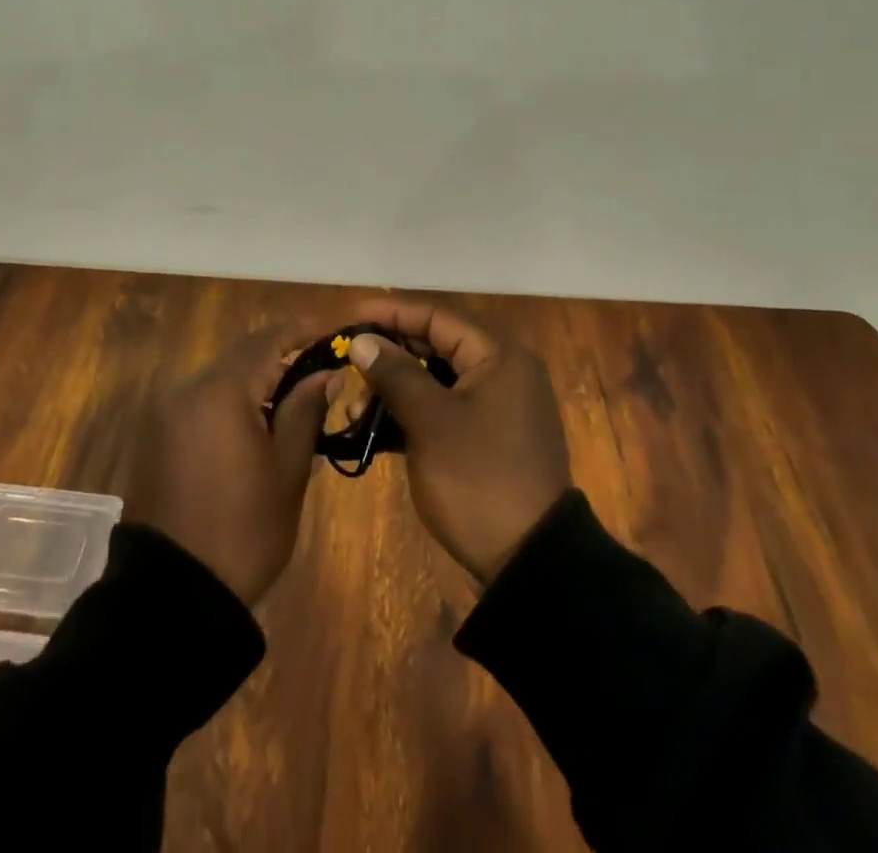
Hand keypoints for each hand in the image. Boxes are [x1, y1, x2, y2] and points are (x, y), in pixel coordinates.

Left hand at [125, 323, 331, 604]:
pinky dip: (231, 401)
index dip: (302, 331)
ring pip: (220, 377)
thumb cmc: (244, 532)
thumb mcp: (287, 471)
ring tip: (294, 399)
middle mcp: (187, 389)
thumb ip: (305, 410)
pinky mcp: (157, 434)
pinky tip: (256, 423)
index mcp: (220, 392)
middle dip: (281, 357)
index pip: (267, 341)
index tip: (332, 332)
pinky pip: (201, 400)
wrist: (174, 595)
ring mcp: (166, 411)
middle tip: (320, 370)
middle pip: (242, 356)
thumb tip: (327, 372)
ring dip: (255, 380)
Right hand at [347, 299, 570, 581]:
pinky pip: (443, 410)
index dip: (391, 314)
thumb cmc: (479, 478)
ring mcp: (496, 408)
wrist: (530, 563)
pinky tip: (373, 428)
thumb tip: (361, 340)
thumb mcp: (431, 422)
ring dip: (394, 389)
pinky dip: (410, 414)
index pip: (437, 317)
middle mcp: (502, 373)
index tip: (349, 318)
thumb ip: (395, 373)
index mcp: (499, 358)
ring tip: (354, 405)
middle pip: (435, 347)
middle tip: (347, 363)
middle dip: (388, 356)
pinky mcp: (487, 439)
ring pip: (435, 381)